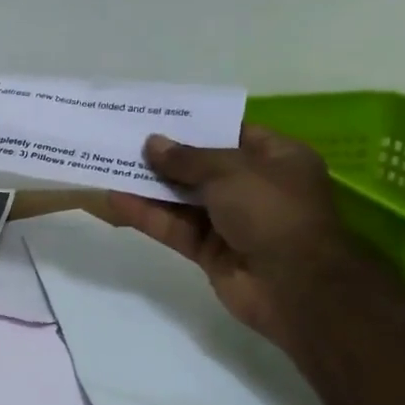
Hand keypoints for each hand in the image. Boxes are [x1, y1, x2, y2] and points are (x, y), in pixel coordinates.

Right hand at [109, 125, 354, 347]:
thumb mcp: (230, 171)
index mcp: (277, 159)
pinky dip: (147, 215)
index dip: (197, 126)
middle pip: (202, 168)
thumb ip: (186, 158)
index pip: (234, 134)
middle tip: (126, 140)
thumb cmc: (271, 211)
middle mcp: (255, 188)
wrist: (293, 286)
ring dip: (150, 186)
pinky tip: (115, 200)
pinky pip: (175, 227)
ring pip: (183, 199)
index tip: (160, 118)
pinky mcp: (210, 251)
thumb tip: (152, 143)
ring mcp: (232, 222)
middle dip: (166, 157)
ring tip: (111, 165)